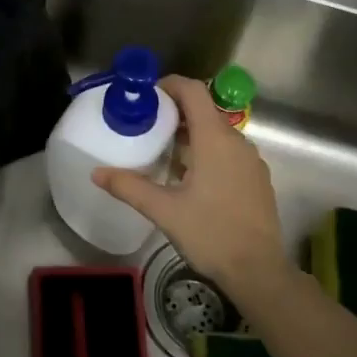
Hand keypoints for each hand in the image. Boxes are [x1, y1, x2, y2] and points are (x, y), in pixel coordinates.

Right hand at [93, 76, 291, 308]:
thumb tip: (97, 173)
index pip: (193, 91)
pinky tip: (189, 177)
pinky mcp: (256, 178)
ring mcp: (250, 160)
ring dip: (190, 133)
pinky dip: (207, 151)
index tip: (145, 96)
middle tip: (145, 125)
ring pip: (216, 132)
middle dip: (174, 112)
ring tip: (162, 151)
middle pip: (204, 110)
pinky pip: (228, 151)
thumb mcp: (164, 210)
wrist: (259, 271)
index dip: (169, 85)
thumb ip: (129, 187)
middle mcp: (237, 141)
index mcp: (215, 139)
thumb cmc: (211, 233)